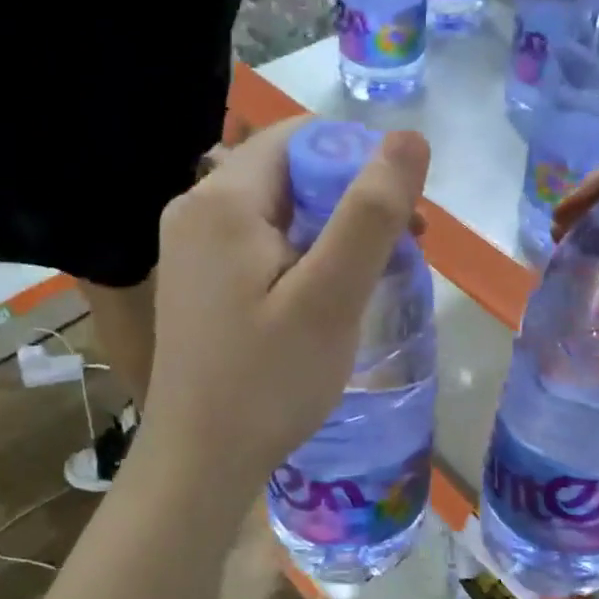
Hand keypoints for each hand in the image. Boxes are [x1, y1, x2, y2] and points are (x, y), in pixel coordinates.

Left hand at [141, 117, 430, 491]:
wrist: (199, 462)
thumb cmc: (268, 382)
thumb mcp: (330, 297)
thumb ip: (370, 213)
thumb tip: (408, 137)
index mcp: (222, 199)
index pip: (301, 136)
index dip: (359, 160)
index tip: (400, 213)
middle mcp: (195, 208)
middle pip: (288, 171)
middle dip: (349, 199)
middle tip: (398, 251)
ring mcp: (190, 247)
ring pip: (278, 210)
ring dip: (330, 230)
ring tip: (369, 277)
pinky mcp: (197, 280)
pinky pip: (259, 243)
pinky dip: (301, 255)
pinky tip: (324, 297)